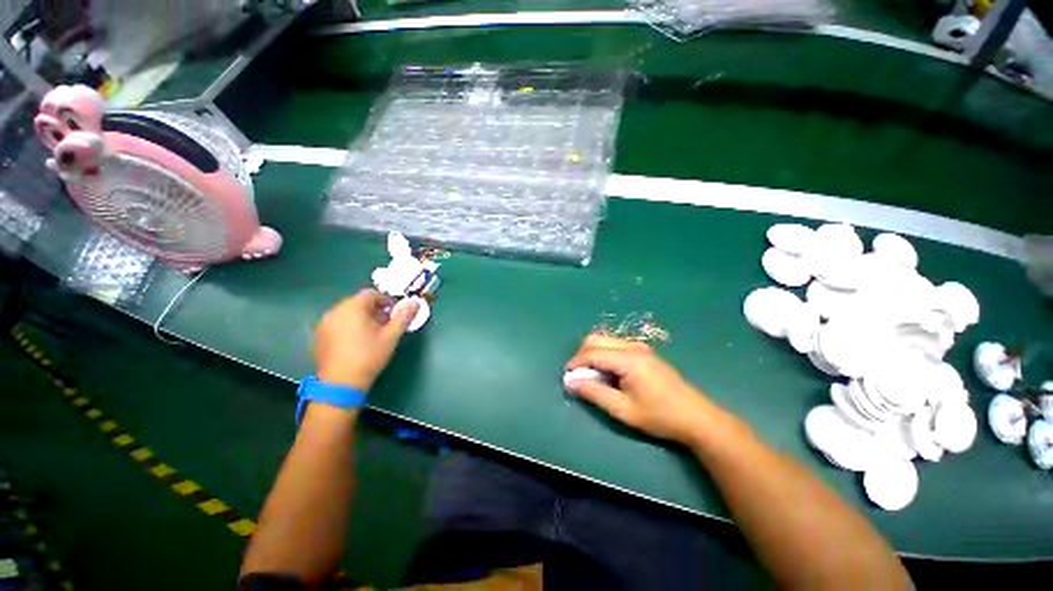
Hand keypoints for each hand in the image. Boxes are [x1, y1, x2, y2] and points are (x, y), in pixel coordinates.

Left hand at [314, 289, 417, 390]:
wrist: (341, 383)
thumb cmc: (369, 356)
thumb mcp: (391, 336)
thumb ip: (404, 317)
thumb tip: (415, 302)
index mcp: (352, 307)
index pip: (371, 294)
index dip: (386, 300)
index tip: (395, 312)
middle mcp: (335, 311)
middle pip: (358, 302)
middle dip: (374, 309)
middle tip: (387, 323)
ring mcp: (324, 323)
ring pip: (347, 313)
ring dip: (362, 317)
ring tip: (373, 333)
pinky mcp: (319, 336)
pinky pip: (338, 323)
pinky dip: (349, 326)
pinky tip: (356, 341)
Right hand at [565, 334, 717, 445]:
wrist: (696, 417)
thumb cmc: (659, 416)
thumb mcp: (623, 410)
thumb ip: (595, 393)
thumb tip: (571, 383)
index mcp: (628, 359)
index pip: (592, 352)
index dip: (575, 363)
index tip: (567, 378)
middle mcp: (632, 346)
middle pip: (596, 339)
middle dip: (582, 355)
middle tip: (579, 377)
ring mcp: (640, 347)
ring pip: (605, 340)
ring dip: (593, 354)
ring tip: (593, 377)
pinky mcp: (644, 352)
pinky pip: (615, 345)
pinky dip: (604, 355)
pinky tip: (609, 373)